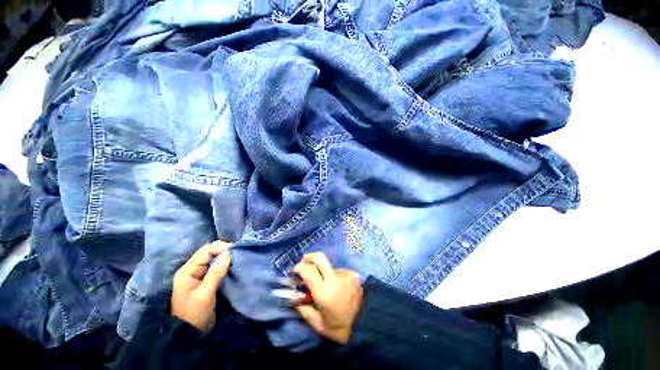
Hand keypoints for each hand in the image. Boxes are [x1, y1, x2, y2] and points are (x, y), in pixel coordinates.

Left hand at [171, 240, 231, 331]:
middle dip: (224, 250)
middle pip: (209, 252)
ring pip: (213, 258)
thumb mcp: (205, 294)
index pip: (205, 251)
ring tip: (238, 256)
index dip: (221, 247)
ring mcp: (197, 274)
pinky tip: (232, 264)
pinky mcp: (204, 279)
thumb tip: (229, 253)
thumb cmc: (195, 314)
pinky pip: (215, 266)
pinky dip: (224, 263)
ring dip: (225, 256)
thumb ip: (216, 273)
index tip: (237, 249)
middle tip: (239, 252)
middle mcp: (191, 269)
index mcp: (187, 271)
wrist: (189, 334)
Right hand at [293, 252, 362, 343]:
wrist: (369, 324)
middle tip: (304, 263)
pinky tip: (337, 288)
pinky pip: (338, 271)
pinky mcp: (353, 274)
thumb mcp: (319, 325)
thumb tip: (295, 301)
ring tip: (326, 287)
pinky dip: (334, 277)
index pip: (309, 271)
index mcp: (324, 293)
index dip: (299, 267)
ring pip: (329, 266)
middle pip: (319, 257)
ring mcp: (345, 274)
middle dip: (308, 257)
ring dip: (323, 272)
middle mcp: (335, 278)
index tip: (295, 271)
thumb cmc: (342, 328)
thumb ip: (305, 311)